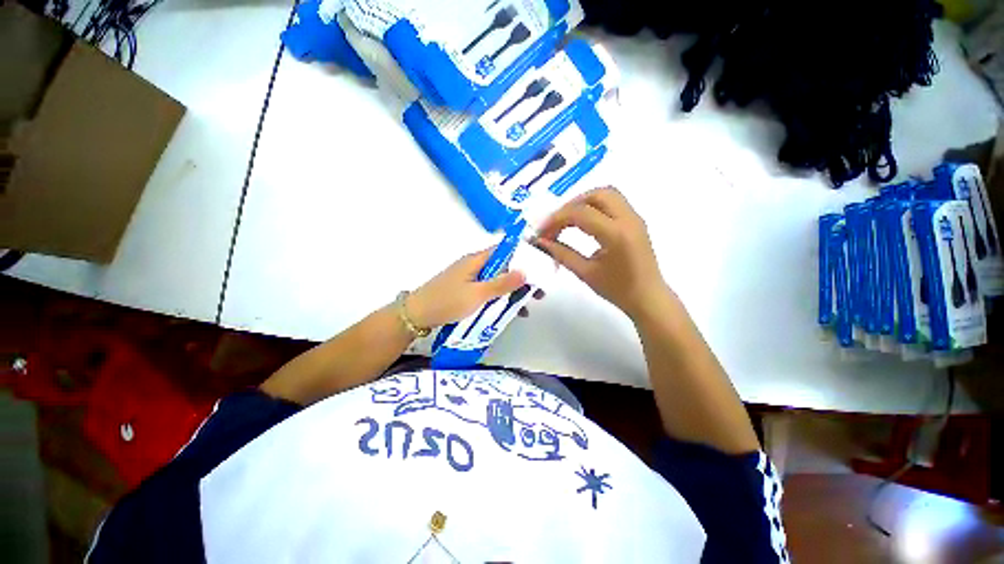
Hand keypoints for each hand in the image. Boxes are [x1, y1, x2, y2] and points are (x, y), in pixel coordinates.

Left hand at [406, 248, 526, 328]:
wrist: (417, 316)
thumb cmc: (447, 301)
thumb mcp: (477, 294)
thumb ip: (501, 284)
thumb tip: (525, 271)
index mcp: (477, 260)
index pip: (505, 250)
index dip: (524, 255)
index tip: (541, 266)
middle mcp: (475, 266)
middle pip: (504, 266)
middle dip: (522, 278)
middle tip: (538, 291)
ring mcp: (470, 279)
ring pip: (498, 280)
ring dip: (512, 291)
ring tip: (528, 304)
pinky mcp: (467, 291)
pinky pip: (489, 291)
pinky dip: (500, 299)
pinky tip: (510, 312)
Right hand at [535, 187, 666, 318]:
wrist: (648, 298)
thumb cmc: (617, 290)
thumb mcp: (585, 273)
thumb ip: (562, 253)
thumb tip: (541, 241)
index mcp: (615, 234)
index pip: (581, 213)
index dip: (556, 218)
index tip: (541, 231)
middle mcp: (628, 219)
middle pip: (596, 195)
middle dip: (570, 205)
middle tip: (555, 223)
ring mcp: (634, 218)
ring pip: (606, 194)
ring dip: (583, 202)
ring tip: (567, 220)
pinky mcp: (635, 221)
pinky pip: (613, 202)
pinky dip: (594, 206)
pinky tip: (583, 222)